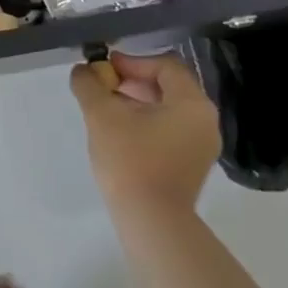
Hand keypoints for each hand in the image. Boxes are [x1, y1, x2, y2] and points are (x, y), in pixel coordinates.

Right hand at [70, 52, 221, 219]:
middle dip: (132, 82)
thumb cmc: (131, 161)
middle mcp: (205, 120)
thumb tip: (82, 70)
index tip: (104, 70)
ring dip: (136, 102)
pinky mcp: (192, 166)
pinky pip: (170, 130)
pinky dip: (146, 123)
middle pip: (167, 86)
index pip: (164, 65)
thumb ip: (89, 84)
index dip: (132, 62)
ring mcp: (201, 146)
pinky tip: (121, 133)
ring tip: (107, 110)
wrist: (152, 225)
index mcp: (193, 103)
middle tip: (103, 87)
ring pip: (167, 109)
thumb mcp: (102, 115)